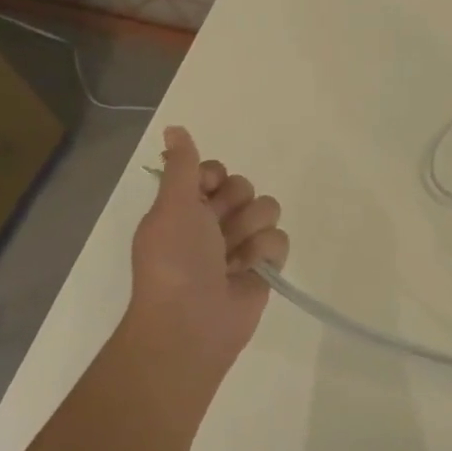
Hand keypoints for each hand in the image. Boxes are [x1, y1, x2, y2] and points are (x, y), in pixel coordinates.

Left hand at [124, 126, 289, 387]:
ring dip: (249, 232)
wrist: (191, 323)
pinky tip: (246, 273)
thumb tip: (174, 127)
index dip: (215, 177)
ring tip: (231, 258)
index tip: (206, 192)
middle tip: (216, 230)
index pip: (215, 170)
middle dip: (235, 207)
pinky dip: (263, 255)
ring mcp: (241, 244)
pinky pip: (280, 239)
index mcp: (186, 206)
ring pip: (267, 209)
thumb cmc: (175, 262)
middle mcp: (214, 222)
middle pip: (245, 186)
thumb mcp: (172, 207)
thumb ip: (182, 166)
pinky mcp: (264, 266)